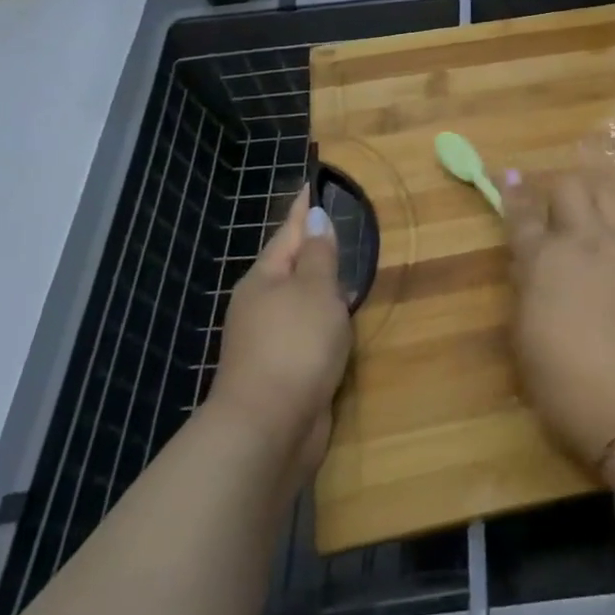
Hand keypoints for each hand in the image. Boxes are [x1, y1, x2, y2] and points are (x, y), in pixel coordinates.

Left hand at [206, 187, 352, 490]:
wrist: (267, 430)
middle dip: (314, 248)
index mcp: (264, 279)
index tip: (312, 184)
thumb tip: (314, 219)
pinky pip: (310, 333)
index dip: (304, 209)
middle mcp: (262, 306)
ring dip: (324, 288)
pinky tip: (346, 324)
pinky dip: (327, 322)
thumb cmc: (294, 346)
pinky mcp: (285, 371)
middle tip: (339, 225)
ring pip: (302, 302)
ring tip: (352, 272)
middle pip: (292, 267)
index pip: (288, 232)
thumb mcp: (314, 290)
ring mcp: (271, 341)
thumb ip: (319, 255)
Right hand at [502, 172, 614, 470]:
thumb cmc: (571, 388)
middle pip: (571, 187)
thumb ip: (527, 296)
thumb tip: (528, 269)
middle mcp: (588, 241)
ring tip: (594, 234)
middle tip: (558, 224)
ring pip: (609, 198)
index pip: (523, 215)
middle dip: (559, 198)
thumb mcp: (528, 345)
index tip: (510, 177)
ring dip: (595, 206)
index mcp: (545, 261)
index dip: (513, 195)